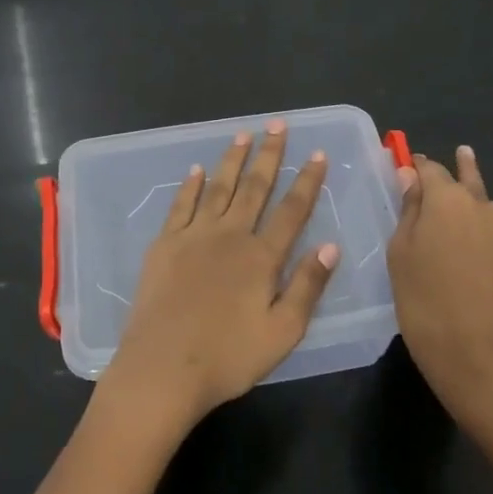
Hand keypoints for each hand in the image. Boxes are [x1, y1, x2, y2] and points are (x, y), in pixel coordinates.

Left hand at [98, 121, 339, 434]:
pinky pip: (181, 205)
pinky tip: (196, 170)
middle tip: (277, 125)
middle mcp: (230, 235)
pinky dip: (190, 186)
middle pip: (254, 188)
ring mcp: (194, 236)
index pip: (291, 210)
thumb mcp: (282, 332)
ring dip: (232, 160)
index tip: (317, 154)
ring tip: (243, 135)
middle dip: (269, 155)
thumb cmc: (228, 358)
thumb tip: (330, 245)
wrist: (162, 368)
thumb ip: (307, 286)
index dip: (307, 181)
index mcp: (261, 257)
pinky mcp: (165, 244)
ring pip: (218, 188)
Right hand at [387, 147, 492, 439]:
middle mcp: (480, 204)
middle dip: (449, 171)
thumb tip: (412, 176)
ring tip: (470, 183)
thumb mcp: (401, 253)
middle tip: (435, 167)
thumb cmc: (423, 301)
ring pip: (489, 203)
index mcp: (444, 199)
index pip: (428, 170)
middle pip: (461, 181)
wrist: (476, 355)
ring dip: (478, 196)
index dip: (415, 166)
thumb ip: (409, 211)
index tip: (404, 166)